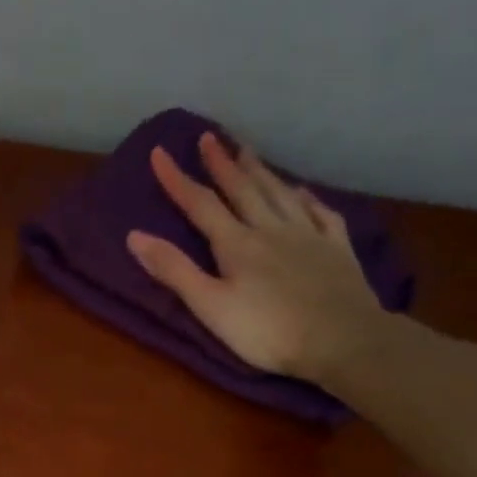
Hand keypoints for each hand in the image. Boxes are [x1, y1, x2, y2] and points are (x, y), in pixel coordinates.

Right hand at [127, 131, 380, 380]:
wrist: (340, 338)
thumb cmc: (267, 331)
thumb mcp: (210, 307)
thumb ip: (175, 271)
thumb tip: (135, 236)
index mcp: (237, 244)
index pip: (201, 205)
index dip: (178, 180)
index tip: (159, 152)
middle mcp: (271, 229)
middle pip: (243, 189)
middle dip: (222, 164)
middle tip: (209, 137)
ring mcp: (308, 235)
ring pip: (279, 194)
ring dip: (260, 171)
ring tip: (247, 150)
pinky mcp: (336, 249)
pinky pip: (319, 213)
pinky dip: (307, 198)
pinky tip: (301, 191)